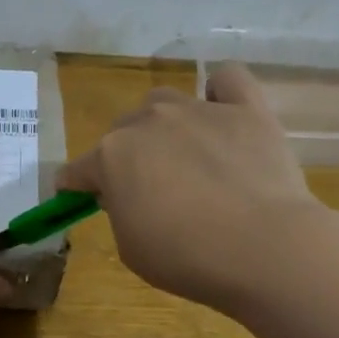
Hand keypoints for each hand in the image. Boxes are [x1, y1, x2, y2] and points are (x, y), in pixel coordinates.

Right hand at [58, 62, 317, 312]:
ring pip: (164, 101)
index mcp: (111, 157)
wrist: (262, 248)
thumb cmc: (185, 257)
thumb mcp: (130, 247)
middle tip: (146, 189)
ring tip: (183, 154)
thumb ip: (119, 211)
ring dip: (162, 124)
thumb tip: (125, 192)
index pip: (78, 169)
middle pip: (122, 130)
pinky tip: (222, 112)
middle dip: (125, 156)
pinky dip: (220, 91)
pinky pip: (227, 79)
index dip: (76, 186)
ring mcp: (198, 110)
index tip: (79, 199)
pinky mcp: (246, 109)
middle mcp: (148, 121)